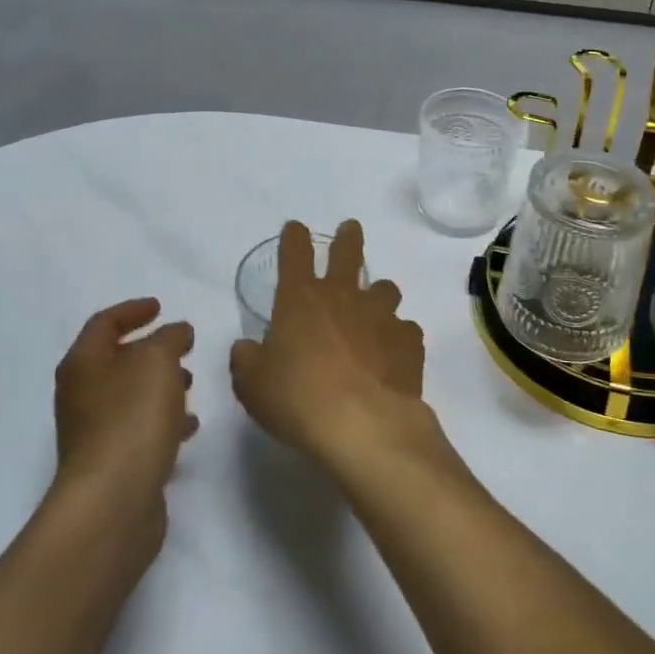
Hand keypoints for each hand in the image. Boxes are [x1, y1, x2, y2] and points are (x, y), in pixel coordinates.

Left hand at [52, 299, 196, 545]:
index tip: (160, 307)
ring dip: (160, 385)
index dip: (133, 310)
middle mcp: (82, 395)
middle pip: (116, 360)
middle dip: (151, 351)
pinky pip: (139, 429)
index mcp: (84, 364)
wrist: (113, 502)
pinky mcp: (112, 463)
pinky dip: (163, 419)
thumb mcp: (158, 361)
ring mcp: (94, 432)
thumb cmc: (132, 418)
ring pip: (131, 396)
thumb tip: (176, 332)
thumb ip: (170, 338)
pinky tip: (189, 426)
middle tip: (182, 346)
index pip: (105, 323)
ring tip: (191, 383)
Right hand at [229, 220, 432, 474]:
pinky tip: (393, 353)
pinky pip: (405, 329)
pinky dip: (398, 337)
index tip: (296, 228)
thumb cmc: (298, 400)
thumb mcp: (253, 386)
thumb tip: (246, 349)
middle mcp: (342, 297)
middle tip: (350, 229)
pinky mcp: (408, 341)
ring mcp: (380, 316)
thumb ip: (247, 362)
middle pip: (348, 253)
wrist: (363, 425)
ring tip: (375, 306)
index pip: (295, 254)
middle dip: (348, 238)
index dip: (294, 238)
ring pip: (385, 288)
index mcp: (300, 300)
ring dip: (378, 293)